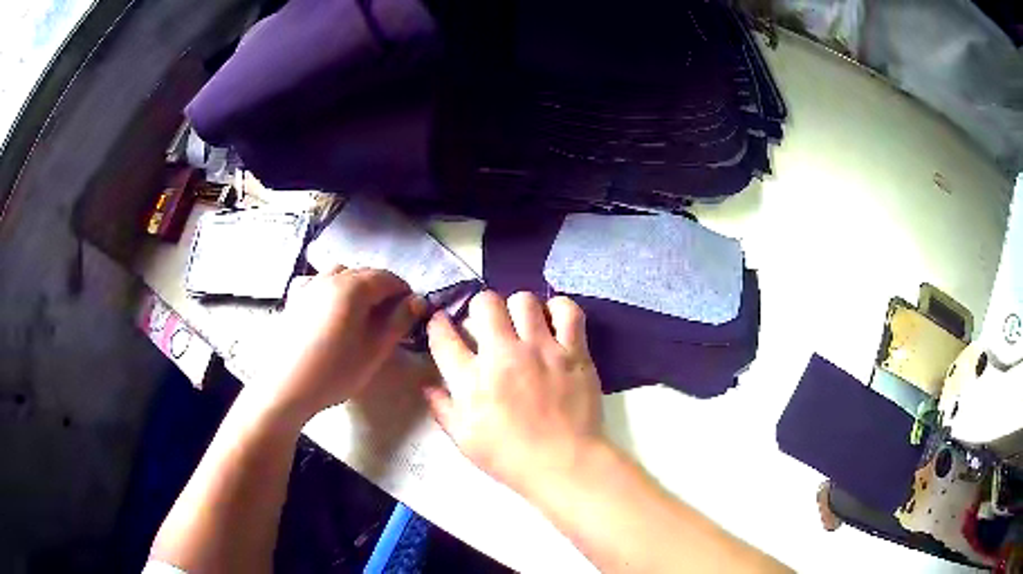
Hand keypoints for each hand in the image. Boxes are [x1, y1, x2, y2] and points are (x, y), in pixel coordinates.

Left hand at [257, 265, 425, 423]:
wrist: (287, 386)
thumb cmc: (335, 371)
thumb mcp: (375, 350)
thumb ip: (399, 322)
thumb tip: (417, 301)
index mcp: (354, 287)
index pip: (389, 278)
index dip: (404, 293)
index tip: (410, 314)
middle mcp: (332, 277)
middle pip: (365, 273)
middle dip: (382, 290)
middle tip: (389, 318)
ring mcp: (310, 285)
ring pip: (341, 273)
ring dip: (357, 285)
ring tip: (360, 312)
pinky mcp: (295, 298)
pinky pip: (317, 280)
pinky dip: (329, 285)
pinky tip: (329, 304)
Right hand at [424, 291, 604, 497]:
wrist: (564, 465)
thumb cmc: (509, 457)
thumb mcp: (465, 440)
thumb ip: (443, 409)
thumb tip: (428, 386)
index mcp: (472, 379)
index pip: (444, 336)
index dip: (438, 324)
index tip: (442, 323)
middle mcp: (503, 355)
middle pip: (485, 303)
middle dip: (481, 308)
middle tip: (488, 324)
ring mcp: (541, 349)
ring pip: (523, 300)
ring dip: (518, 308)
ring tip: (523, 323)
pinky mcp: (574, 351)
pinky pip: (567, 311)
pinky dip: (558, 309)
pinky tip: (554, 321)